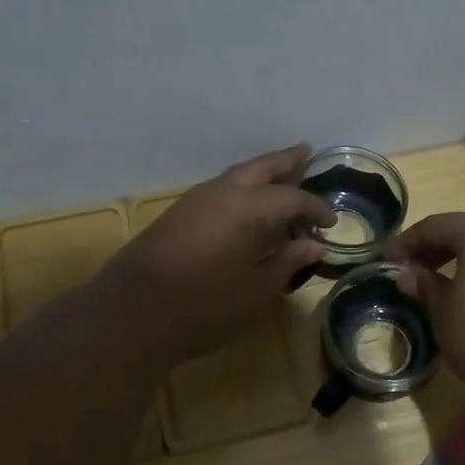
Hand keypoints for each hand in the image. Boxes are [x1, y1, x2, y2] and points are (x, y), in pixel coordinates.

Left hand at [101, 144, 334, 365]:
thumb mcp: (257, 291)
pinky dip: (241, 190)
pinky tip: (246, 207)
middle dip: (285, 160)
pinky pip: (220, 190)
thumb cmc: (204, 306)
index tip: (332, 222)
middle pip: (260, 167)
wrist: (132, 313)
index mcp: (248, 208)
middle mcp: (221, 193)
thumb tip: (314, 244)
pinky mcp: (178, 215)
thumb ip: (288, 262)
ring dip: (261, 174)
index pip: (292, 198)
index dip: (316, 208)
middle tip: (306, 150)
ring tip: (280, 178)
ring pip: (236, 176)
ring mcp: (195, 201)